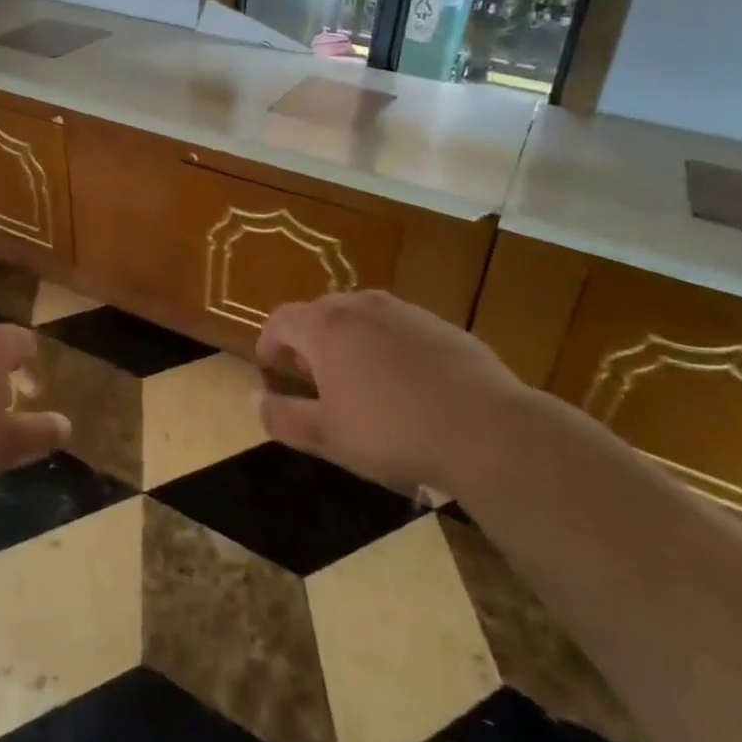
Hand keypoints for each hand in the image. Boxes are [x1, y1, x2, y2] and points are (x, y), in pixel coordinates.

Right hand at [256, 290, 526, 494]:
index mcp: (326, 326)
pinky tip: (404, 386)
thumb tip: (254, 400)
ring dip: (348, 342)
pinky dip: (385, 347)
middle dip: (308, 342)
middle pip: (320, 313)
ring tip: (358, 383)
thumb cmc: (392, 432)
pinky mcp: (439, 324)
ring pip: (360, 318)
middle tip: (313, 380)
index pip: (281, 319)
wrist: (486, 429)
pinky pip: (396, 328)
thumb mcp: (327, 436)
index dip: (269, 343)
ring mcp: (404, 311)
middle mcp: (361, 305)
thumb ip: (282, 417)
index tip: (272, 370)